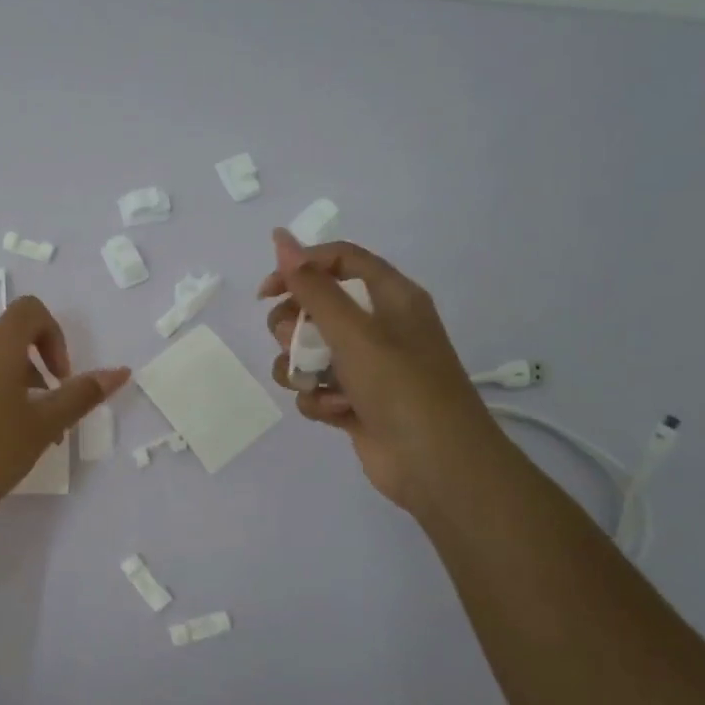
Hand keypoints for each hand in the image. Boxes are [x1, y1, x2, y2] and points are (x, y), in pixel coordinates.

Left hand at [0, 296, 128, 531]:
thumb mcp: (42, 427)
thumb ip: (80, 395)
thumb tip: (119, 371)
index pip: (29, 311)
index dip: (54, 336)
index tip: (59, 379)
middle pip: (7, 343)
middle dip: (35, 374)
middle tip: (47, 422)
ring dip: (10, 391)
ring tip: (19, 440)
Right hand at [259, 229, 505, 511]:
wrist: (437, 465)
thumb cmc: (401, 386)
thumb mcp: (354, 330)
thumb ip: (312, 287)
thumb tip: (280, 238)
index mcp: (390, 297)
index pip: (338, 260)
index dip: (300, 268)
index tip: (267, 293)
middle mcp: (378, 326)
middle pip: (315, 307)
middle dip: (293, 327)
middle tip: (293, 343)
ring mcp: (366, 367)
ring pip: (307, 352)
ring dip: (301, 369)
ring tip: (316, 386)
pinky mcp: (354, 403)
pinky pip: (317, 389)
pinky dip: (319, 400)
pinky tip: (336, 413)